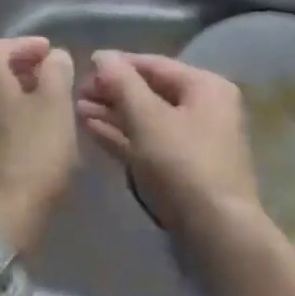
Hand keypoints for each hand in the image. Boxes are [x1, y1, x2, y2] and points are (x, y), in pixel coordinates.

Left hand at [0, 37, 79, 254]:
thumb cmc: (30, 155)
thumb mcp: (55, 106)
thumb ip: (57, 73)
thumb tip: (54, 56)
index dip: (25, 45)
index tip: (50, 53)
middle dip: (25, 72)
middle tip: (54, 80)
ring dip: (21, 101)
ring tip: (51, 112)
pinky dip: (15, 126)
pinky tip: (37, 142)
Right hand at [77, 52, 261, 246]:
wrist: (217, 240)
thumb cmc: (183, 166)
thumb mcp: (147, 118)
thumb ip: (122, 82)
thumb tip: (102, 55)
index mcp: (206, 87)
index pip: (154, 65)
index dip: (118, 65)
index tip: (83, 67)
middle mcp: (205, 110)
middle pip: (151, 92)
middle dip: (113, 92)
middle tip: (76, 94)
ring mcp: (195, 144)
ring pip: (147, 121)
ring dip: (113, 115)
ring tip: (77, 111)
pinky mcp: (183, 174)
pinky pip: (149, 145)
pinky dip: (123, 138)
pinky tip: (92, 131)